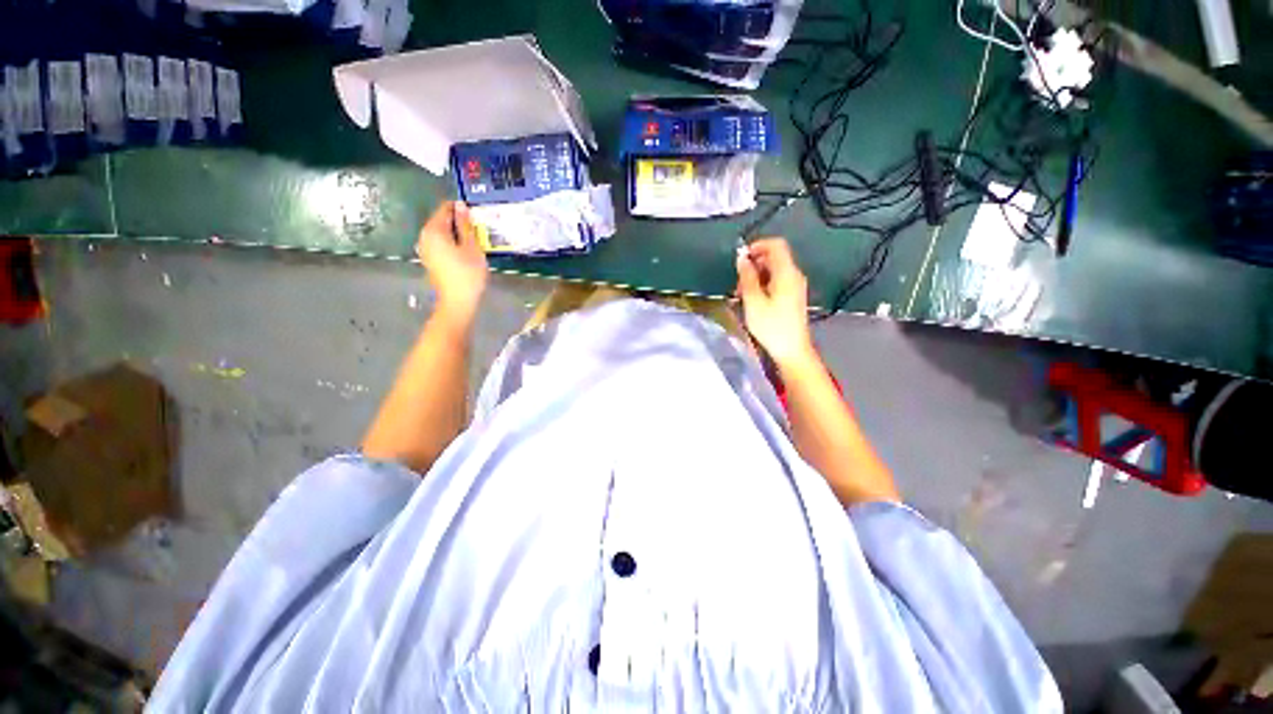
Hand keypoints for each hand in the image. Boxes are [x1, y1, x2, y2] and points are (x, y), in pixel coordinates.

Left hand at [417, 202, 487, 324]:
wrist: (458, 301)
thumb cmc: (468, 273)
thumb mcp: (472, 247)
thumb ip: (466, 225)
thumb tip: (461, 205)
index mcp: (434, 230)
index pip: (445, 208)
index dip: (461, 209)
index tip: (477, 215)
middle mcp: (425, 236)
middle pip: (442, 221)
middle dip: (459, 222)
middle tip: (479, 228)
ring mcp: (426, 249)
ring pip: (442, 233)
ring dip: (458, 234)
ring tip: (476, 240)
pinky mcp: (430, 260)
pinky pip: (441, 244)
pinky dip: (453, 244)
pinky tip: (466, 251)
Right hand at [736, 238, 815, 367]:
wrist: (791, 350)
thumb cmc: (771, 326)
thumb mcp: (753, 301)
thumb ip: (747, 277)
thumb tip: (742, 258)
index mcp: (787, 273)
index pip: (776, 245)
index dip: (757, 246)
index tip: (741, 258)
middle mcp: (794, 275)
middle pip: (773, 258)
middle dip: (753, 265)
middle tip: (738, 283)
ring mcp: (795, 286)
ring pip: (773, 271)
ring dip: (755, 277)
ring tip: (741, 295)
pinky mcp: (792, 297)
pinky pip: (776, 282)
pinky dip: (762, 286)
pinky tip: (752, 301)